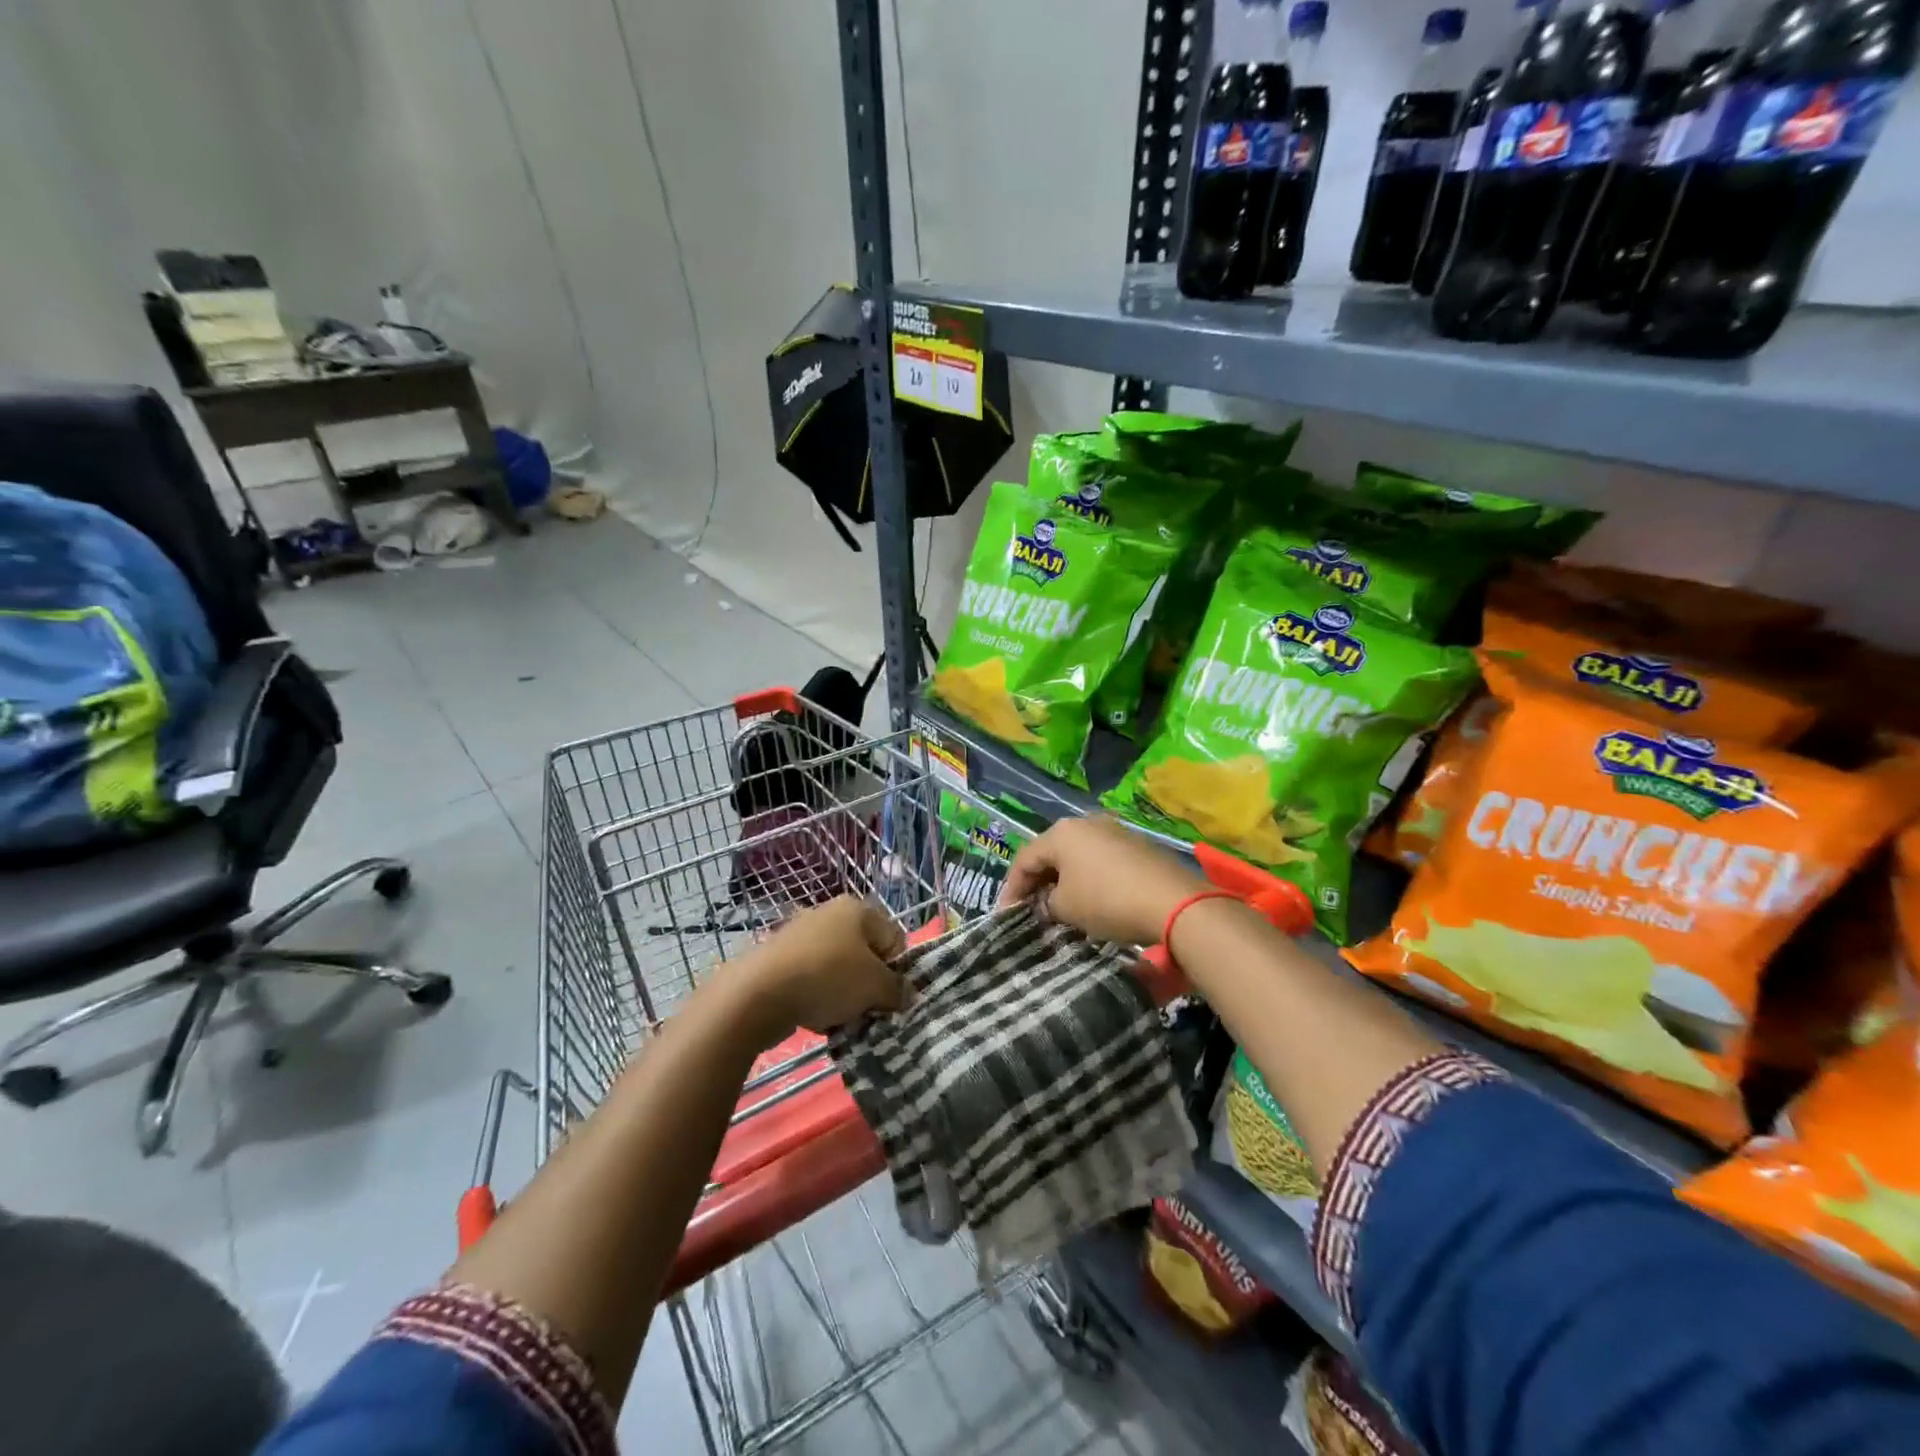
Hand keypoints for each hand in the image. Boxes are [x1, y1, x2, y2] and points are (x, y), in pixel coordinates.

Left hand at [734, 896, 910, 1039]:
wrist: (758, 993)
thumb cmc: (828, 978)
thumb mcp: (875, 987)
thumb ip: (897, 990)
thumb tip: (906, 994)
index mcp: (858, 909)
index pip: (894, 939)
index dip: (897, 971)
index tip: (889, 997)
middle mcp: (830, 913)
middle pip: (865, 954)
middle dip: (869, 985)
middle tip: (866, 1009)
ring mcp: (802, 934)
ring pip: (838, 969)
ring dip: (844, 995)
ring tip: (838, 1017)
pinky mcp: (780, 957)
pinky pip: (812, 978)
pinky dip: (818, 996)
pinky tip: (814, 1016)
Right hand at [1000, 816, 1207, 947]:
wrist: (1173, 902)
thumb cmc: (1107, 901)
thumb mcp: (1066, 908)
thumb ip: (1047, 903)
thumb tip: (1049, 903)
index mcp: (1061, 832)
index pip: (1024, 859)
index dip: (1011, 889)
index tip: (1006, 915)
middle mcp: (1086, 822)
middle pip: (1051, 853)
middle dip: (1038, 882)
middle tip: (1030, 909)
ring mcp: (1114, 831)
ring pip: (1077, 856)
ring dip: (1064, 880)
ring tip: (1058, 907)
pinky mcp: (1136, 845)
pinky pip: (1100, 860)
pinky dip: (1088, 878)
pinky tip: (1090, 899)